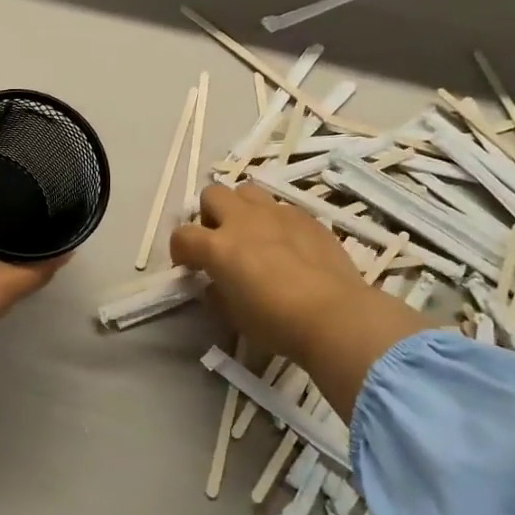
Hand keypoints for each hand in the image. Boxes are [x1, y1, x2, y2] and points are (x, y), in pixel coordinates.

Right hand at [171, 183, 429, 418]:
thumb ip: (218, 293)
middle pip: (213, 194)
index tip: (189, 266)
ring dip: (241, 208)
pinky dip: (275, 221)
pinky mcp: (306, 217)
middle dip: (210, 214)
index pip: (183, 235)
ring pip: (247, 191)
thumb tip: (215, 283)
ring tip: (252, 234)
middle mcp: (243, 220)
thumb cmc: (277, 323)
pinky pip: (282, 208)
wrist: (334, 315)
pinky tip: (288, 246)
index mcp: (218, 247)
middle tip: (220, 240)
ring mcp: (277, 214)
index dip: (179, 250)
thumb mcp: (234, 316)